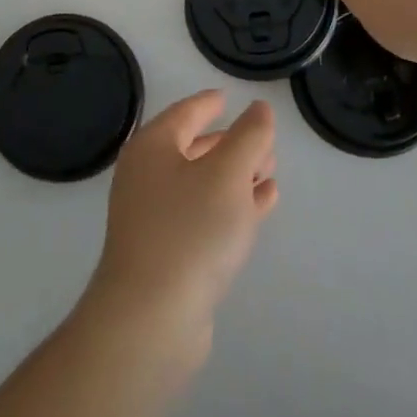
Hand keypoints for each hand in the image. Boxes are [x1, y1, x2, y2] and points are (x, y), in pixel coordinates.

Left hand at [83, 92, 277, 368]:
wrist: (150, 319)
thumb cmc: (189, 231)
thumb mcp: (228, 174)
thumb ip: (249, 136)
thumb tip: (259, 109)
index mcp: (152, 148)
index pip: (184, 113)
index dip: (208, 104)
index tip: (228, 97)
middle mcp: (147, 177)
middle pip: (193, 148)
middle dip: (230, 143)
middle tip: (263, 141)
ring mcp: (154, 218)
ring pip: (201, 184)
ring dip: (235, 176)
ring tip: (269, 172)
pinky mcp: (166, 254)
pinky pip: (204, 216)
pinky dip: (232, 205)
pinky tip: (262, 204)